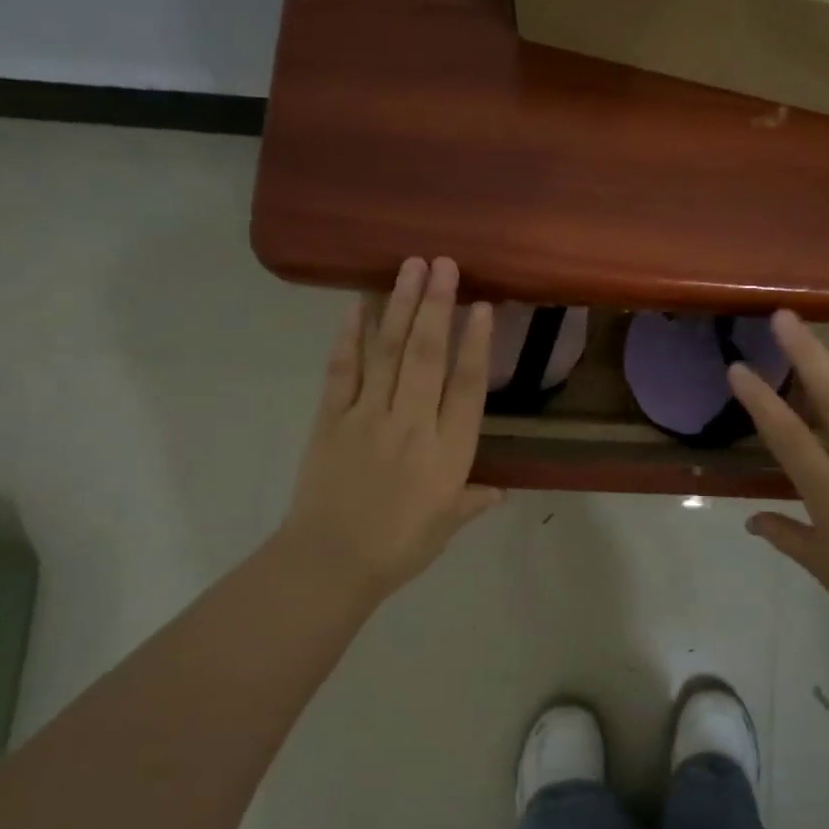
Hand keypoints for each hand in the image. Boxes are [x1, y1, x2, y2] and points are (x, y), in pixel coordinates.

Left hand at [277, 257, 503, 608]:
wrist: (329, 564)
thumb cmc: (398, 547)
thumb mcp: (446, 526)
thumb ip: (473, 500)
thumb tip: (499, 490)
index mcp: (448, 453)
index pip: (466, 387)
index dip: (475, 344)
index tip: (481, 306)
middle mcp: (411, 425)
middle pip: (427, 356)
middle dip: (436, 306)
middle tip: (443, 264)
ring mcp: (367, 417)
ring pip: (388, 353)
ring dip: (400, 307)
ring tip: (410, 268)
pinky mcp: (331, 418)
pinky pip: (342, 370)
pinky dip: (350, 336)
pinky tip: (357, 306)